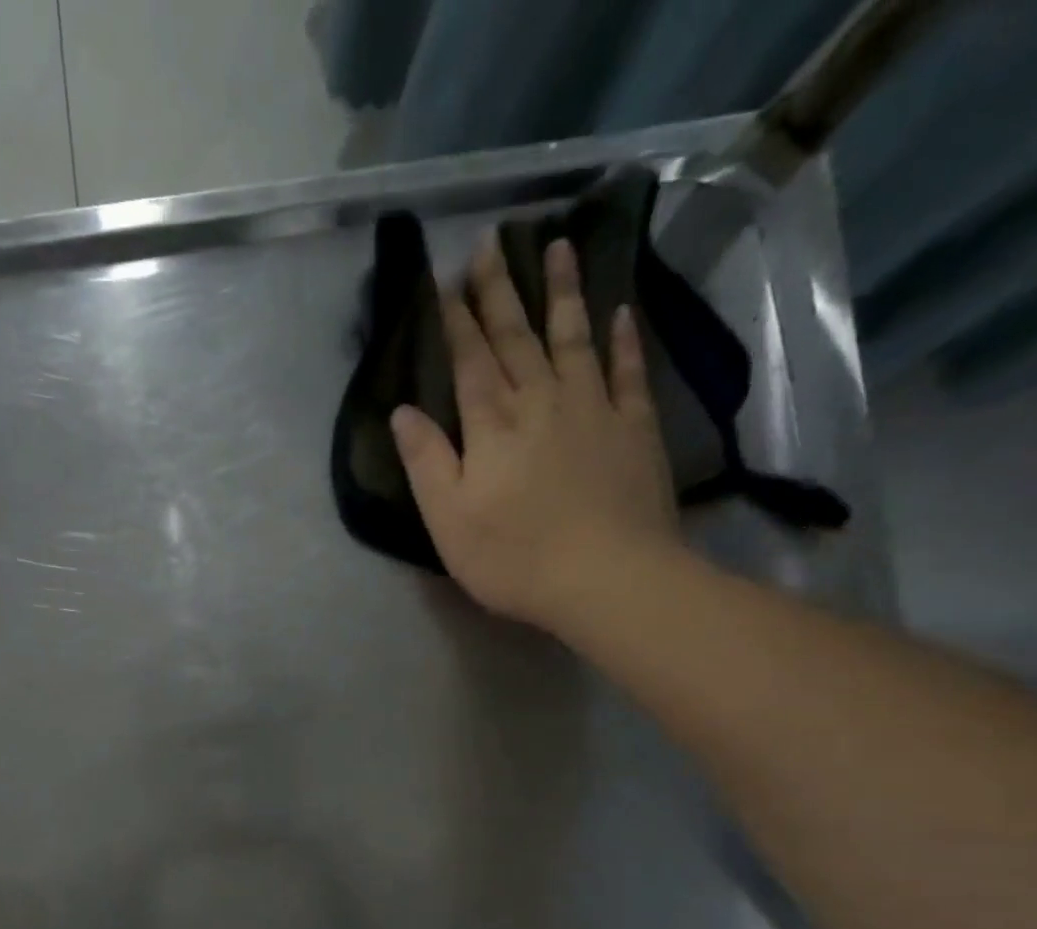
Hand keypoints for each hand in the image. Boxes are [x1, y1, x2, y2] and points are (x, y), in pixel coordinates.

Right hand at [390, 235, 680, 627]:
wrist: (607, 578)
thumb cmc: (514, 557)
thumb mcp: (448, 520)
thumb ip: (426, 461)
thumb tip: (402, 411)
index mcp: (492, 426)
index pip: (469, 361)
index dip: (455, 320)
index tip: (446, 278)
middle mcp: (541, 402)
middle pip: (516, 338)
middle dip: (499, 291)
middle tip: (491, 242)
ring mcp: (593, 410)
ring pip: (573, 338)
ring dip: (562, 292)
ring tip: (556, 247)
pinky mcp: (634, 428)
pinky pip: (628, 371)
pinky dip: (623, 339)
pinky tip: (620, 312)